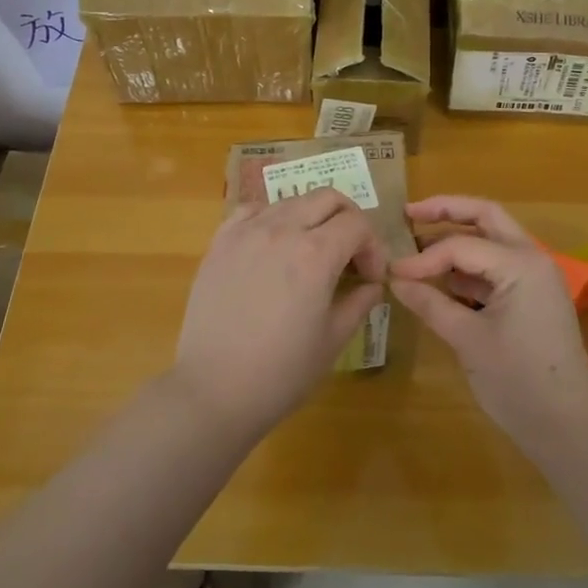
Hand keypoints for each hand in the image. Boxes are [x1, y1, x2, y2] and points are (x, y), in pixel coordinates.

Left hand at [170, 188, 386, 441]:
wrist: (214, 390)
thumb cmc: (281, 372)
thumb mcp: (333, 340)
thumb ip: (359, 303)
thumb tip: (372, 285)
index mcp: (315, 254)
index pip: (357, 224)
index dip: (373, 247)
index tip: (370, 277)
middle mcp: (282, 230)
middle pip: (327, 198)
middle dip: (348, 220)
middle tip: (350, 255)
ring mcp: (246, 231)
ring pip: (291, 201)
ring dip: (311, 218)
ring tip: (310, 253)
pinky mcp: (220, 242)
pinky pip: (252, 210)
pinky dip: (272, 218)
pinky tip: (272, 246)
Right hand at [388, 196, 587, 455]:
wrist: (568, 428)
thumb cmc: (517, 382)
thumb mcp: (467, 339)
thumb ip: (430, 303)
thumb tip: (394, 279)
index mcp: (521, 264)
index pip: (461, 245)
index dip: (423, 257)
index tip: (392, 272)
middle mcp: (532, 259)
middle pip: (485, 217)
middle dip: (446, 211)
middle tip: (408, 213)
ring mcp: (536, 277)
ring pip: (492, 239)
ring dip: (457, 238)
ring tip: (418, 246)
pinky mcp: (532, 297)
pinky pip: (497, 267)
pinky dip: (469, 266)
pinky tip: (442, 280)